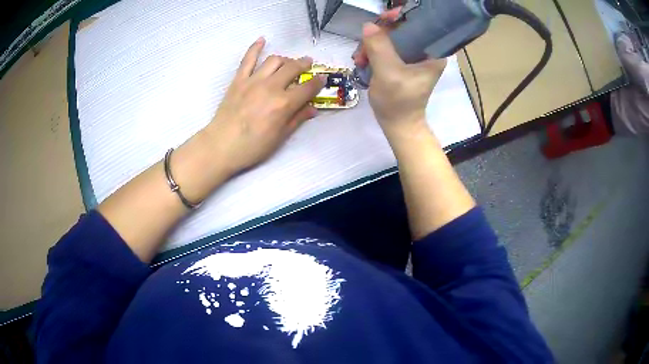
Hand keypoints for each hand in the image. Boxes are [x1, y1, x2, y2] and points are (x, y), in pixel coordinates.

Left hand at [204, 37, 324, 174]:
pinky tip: (262, 40)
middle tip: (308, 64)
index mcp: (284, 104)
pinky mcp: (239, 80)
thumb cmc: (252, 147)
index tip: (322, 79)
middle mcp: (271, 87)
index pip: (308, 87)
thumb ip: (297, 119)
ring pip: (274, 60)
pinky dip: (255, 47)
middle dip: (304, 64)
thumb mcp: (280, 137)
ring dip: (285, 59)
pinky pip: (248, 59)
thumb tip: (313, 109)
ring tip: (288, 62)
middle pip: (293, 68)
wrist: (221, 145)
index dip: (318, 82)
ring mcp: (253, 81)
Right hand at [354, 17, 446, 140]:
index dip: (401, 17)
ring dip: (372, 45)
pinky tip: (363, 62)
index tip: (383, 18)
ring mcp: (414, 56)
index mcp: (433, 52)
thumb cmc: (398, 102)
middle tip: (364, 46)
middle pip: (402, 28)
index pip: (419, 23)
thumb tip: (369, 25)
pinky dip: (373, 52)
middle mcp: (426, 51)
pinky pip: (387, 47)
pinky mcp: (403, 62)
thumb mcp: (388, 73)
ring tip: (360, 60)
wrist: (397, 124)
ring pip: (391, 38)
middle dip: (379, 34)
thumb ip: (379, 47)